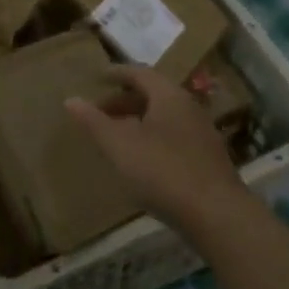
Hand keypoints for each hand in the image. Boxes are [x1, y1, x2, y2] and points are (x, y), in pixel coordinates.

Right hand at [65, 64, 245, 229]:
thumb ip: (93, 121)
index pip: (140, 73)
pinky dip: (154, 137)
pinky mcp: (209, 159)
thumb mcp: (119, 145)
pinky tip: (143, 160)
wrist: (218, 216)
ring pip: (165, 117)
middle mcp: (189, 107)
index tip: (98, 77)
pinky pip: (175, 136)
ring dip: (139, 120)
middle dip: (125, 100)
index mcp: (169, 96)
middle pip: (153, 94)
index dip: (117, 73)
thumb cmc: (163, 171)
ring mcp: (202, 134)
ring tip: (117, 136)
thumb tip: (71, 99)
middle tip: (101, 111)